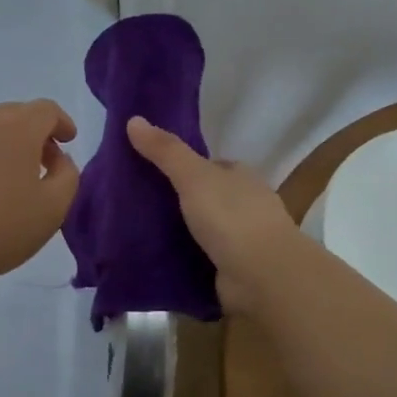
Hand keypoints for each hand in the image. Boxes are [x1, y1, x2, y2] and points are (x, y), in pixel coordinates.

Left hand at [0, 100, 80, 290]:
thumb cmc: (0, 230)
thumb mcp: (54, 208)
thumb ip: (68, 175)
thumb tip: (57, 159)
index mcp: (17, 130)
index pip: (46, 110)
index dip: (61, 122)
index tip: (67, 141)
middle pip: (13, 114)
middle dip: (33, 131)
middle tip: (40, 162)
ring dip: (0, 143)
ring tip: (3, 177)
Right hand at [126, 116, 302, 313]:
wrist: (263, 276)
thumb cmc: (231, 217)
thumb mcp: (193, 176)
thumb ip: (165, 151)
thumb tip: (133, 119)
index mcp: (241, 177)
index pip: (209, 166)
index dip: (182, 168)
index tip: (149, 173)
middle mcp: (246, 205)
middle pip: (205, 198)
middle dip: (178, 202)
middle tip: (137, 206)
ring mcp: (243, 240)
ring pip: (203, 230)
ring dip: (180, 233)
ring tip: (139, 234)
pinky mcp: (235, 270)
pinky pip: (203, 259)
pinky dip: (185, 259)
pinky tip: (159, 261)